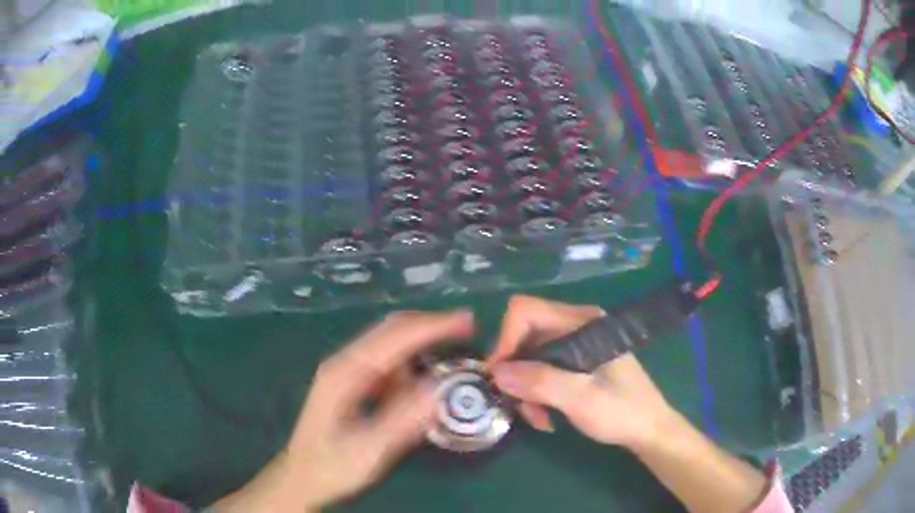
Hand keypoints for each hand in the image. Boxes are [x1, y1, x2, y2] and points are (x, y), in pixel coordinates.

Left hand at [214, 310, 473, 511]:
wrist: (302, 477)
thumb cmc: (332, 466)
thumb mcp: (369, 449)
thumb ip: (403, 420)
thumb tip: (439, 387)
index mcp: (345, 373)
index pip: (395, 337)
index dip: (433, 325)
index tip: (468, 321)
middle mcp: (344, 362)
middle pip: (391, 330)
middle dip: (430, 325)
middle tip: (468, 328)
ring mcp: (346, 371)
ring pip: (389, 344)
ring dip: (421, 344)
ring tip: (451, 355)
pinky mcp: (352, 383)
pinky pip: (386, 364)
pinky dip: (410, 365)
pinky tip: (421, 383)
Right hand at [487, 295, 674, 449]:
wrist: (649, 429)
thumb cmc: (622, 411)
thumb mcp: (580, 399)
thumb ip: (540, 382)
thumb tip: (495, 372)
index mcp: (582, 322)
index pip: (526, 311)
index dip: (506, 340)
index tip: (499, 377)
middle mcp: (576, 326)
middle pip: (525, 335)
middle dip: (516, 372)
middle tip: (518, 406)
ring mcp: (576, 344)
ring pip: (530, 357)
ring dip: (526, 388)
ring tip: (538, 418)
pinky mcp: (575, 362)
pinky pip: (541, 370)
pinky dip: (537, 392)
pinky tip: (546, 416)